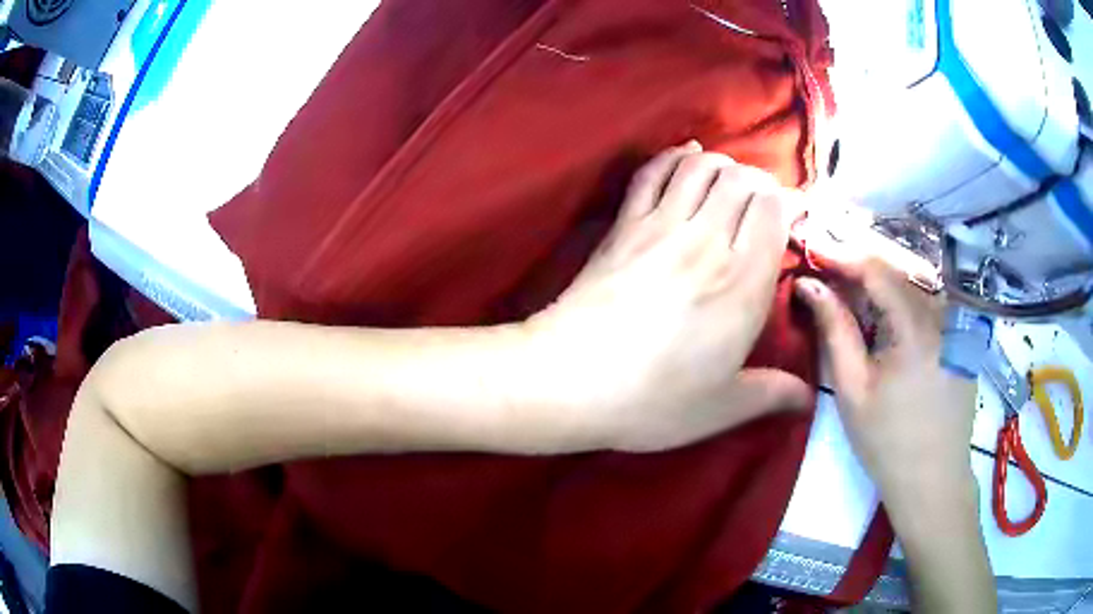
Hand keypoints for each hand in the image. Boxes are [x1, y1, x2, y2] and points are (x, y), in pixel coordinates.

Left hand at [527, 142, 811, 452]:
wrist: (569, 380)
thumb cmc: (652, 401)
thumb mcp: (723, 408)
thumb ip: (773, 394)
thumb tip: (809, 398)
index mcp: (743, 284)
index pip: (775, 211)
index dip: (789, 204)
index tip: (794, 217)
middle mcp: (708, 242)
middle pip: (742, 180)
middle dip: (760, 182)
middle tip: (764, 202)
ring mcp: (660, 226)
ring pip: (701, 168)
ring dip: (722, 164)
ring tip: (731, 180)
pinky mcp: (624, 225)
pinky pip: (653, 173)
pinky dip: (673, 156)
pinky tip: (686, 154)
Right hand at [793, 259, 976, 506]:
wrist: (933, 480)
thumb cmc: (887, 442)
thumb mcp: (853, 389)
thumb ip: (834, 330)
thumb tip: (810, 284)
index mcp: (916, 325)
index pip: (876, 267)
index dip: (842, 254)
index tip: (813, 250)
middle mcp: (942, 313)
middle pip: (897, 272)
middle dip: (860, 268)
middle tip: (827, 272)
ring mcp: (957, 324)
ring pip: (914, 286)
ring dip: (882, 286)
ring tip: (852, 296)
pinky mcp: (962, 338)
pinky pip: (929, 305)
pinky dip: (903, 303)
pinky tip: (887, 322)